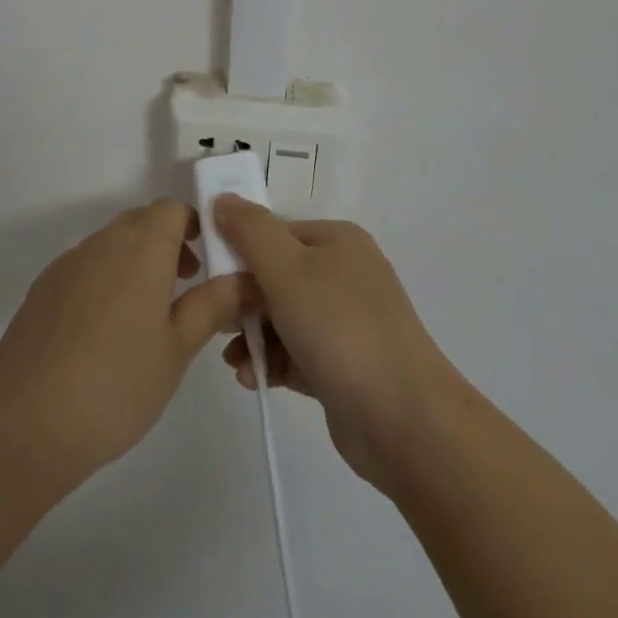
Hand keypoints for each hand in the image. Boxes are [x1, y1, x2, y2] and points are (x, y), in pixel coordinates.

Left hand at [0, 200, 248, 482]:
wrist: (25, 422)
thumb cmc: (117, 385)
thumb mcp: (177, 349)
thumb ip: (213, 305)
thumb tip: (246, 278)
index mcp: (142, 249)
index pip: (172, 209)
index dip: (194, 224)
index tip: (209, 258)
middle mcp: (103, 243)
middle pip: (141, 221)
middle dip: (167, 241)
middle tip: (185, 284)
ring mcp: (68, 263)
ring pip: (111, 243)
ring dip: (135, 260)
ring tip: (147, 314)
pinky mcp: (42, 288)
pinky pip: (84, 266)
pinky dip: (104, 279)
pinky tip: (104, 332)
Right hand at [215, 197, 463, 491]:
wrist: (404, 419)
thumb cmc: (339, 328)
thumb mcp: (286, 269)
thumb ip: (250, 231)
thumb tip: (222, 198)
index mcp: (337, 240)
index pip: (275, 233)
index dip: (240, 253)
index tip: (213, 282)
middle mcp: (345, 274)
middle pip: (277, 276)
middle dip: (243, 302)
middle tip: (218, 325)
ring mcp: (348, 321)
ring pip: (284, 318)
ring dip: (253, 336)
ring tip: (234, 361)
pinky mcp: (345, 365)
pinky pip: (298, 352)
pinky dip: (274, 362)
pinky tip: (251, 379)